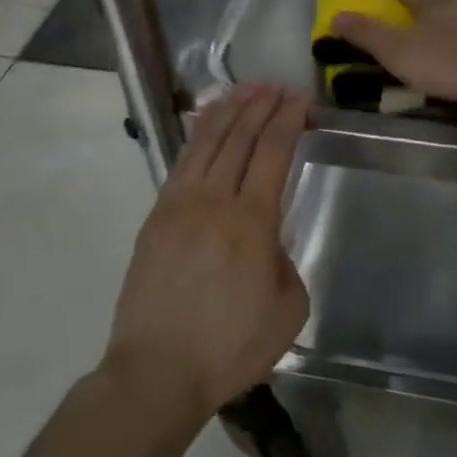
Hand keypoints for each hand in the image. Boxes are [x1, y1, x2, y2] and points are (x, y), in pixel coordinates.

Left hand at [104, 83, 312, 420]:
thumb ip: (286, 262)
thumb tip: (268, 241)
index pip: (273, 152)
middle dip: (261, 105)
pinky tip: (207, 123)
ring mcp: (178, 205)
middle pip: (239, 137)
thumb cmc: (230, 346)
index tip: (301, 100)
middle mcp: (213, 201)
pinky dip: (198, 134)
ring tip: (246, 89)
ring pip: (206, 142)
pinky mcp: (155, 216)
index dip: (289, 120)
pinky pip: (181, 162)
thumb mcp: (288, 309)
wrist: (157, 371)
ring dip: (228, 110)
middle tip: (277, 86)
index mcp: (251, 222)